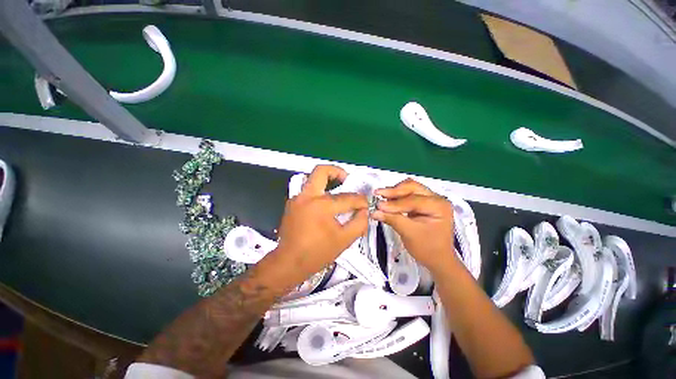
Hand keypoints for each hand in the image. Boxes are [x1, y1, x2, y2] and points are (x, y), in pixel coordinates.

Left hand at [274, 165, 368, 279]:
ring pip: (312, 179)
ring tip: (337, 191)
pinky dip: (319, 192)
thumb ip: (360, 223)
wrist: (289, 262)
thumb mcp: (345, 240)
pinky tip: (324, 206)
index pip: (347, 197)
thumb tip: (364, 211)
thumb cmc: (317, 253)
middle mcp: (307, 197)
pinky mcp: (292, 204)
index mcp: (322, 206)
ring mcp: (297, 199)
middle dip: (337, 171)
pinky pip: (308, 191)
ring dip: (326, 181)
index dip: (360, 200)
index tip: (365, 204)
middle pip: (321, 171)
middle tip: (346, 180)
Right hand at [372, 179, 456, 273]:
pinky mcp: (423, 202)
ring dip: (394, 192)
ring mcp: (431, 199)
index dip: (395, 203)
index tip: (378, 206)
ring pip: (410, 188)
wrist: (438, 259)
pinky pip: (409, 194)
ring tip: (380, 196)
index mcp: (439, 206)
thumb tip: (374, 211)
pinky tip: (387, 200)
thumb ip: (392, 219)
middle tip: (378, 194)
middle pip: (412, 187)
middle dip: (394, 191)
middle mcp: (437, 198)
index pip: (413, 200)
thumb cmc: (427, 248)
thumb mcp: (409, 233)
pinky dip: (397, 197)